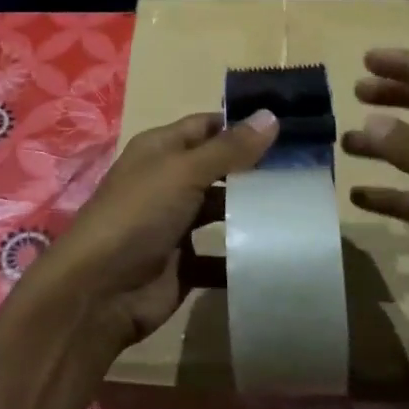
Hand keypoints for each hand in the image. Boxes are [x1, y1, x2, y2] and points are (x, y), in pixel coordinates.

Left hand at [22, 109, 279, 352]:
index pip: (208, 126)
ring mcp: (176, 224)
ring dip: (254, 211)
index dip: (244, 124)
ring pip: (222, 211)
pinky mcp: (185, 264)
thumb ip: (228, 148)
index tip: (293, 126)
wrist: (99, 292)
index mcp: (161, 150)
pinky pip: (222, 256)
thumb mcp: (183, 172)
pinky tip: (281, 251)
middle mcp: (168, 182)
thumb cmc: (137, 216)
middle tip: (309, 168)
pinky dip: (244, 255)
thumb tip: (271, 115)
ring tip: (304, 207)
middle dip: (256, 168)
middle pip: (219, 168)